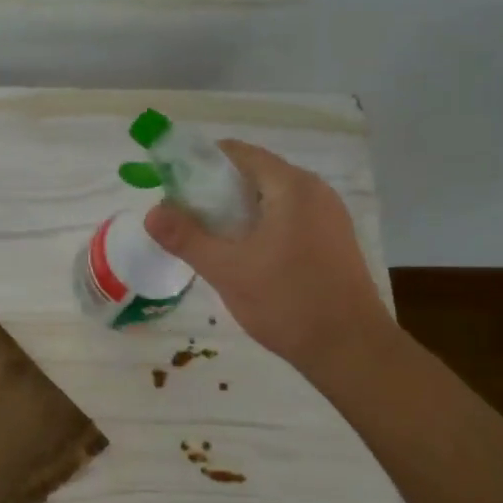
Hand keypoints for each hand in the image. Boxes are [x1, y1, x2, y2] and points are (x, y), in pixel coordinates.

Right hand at [144, 140, 392, 370]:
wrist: (351, 350)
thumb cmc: (287, 302)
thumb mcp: (228, 270)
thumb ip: (187, 238)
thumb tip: (152, 213)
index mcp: (291, 186)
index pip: (238, 153)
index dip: (199, 164)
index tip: (172, 189)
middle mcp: (314, 191)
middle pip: (254, 174)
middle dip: (215, 192)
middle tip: (184, 219)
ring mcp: (328, 216)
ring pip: (271, 199)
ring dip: (236, 212)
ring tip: (208, 240)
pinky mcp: (333, 240)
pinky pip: (288, 218)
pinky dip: (260, 226)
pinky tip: (243, 257)